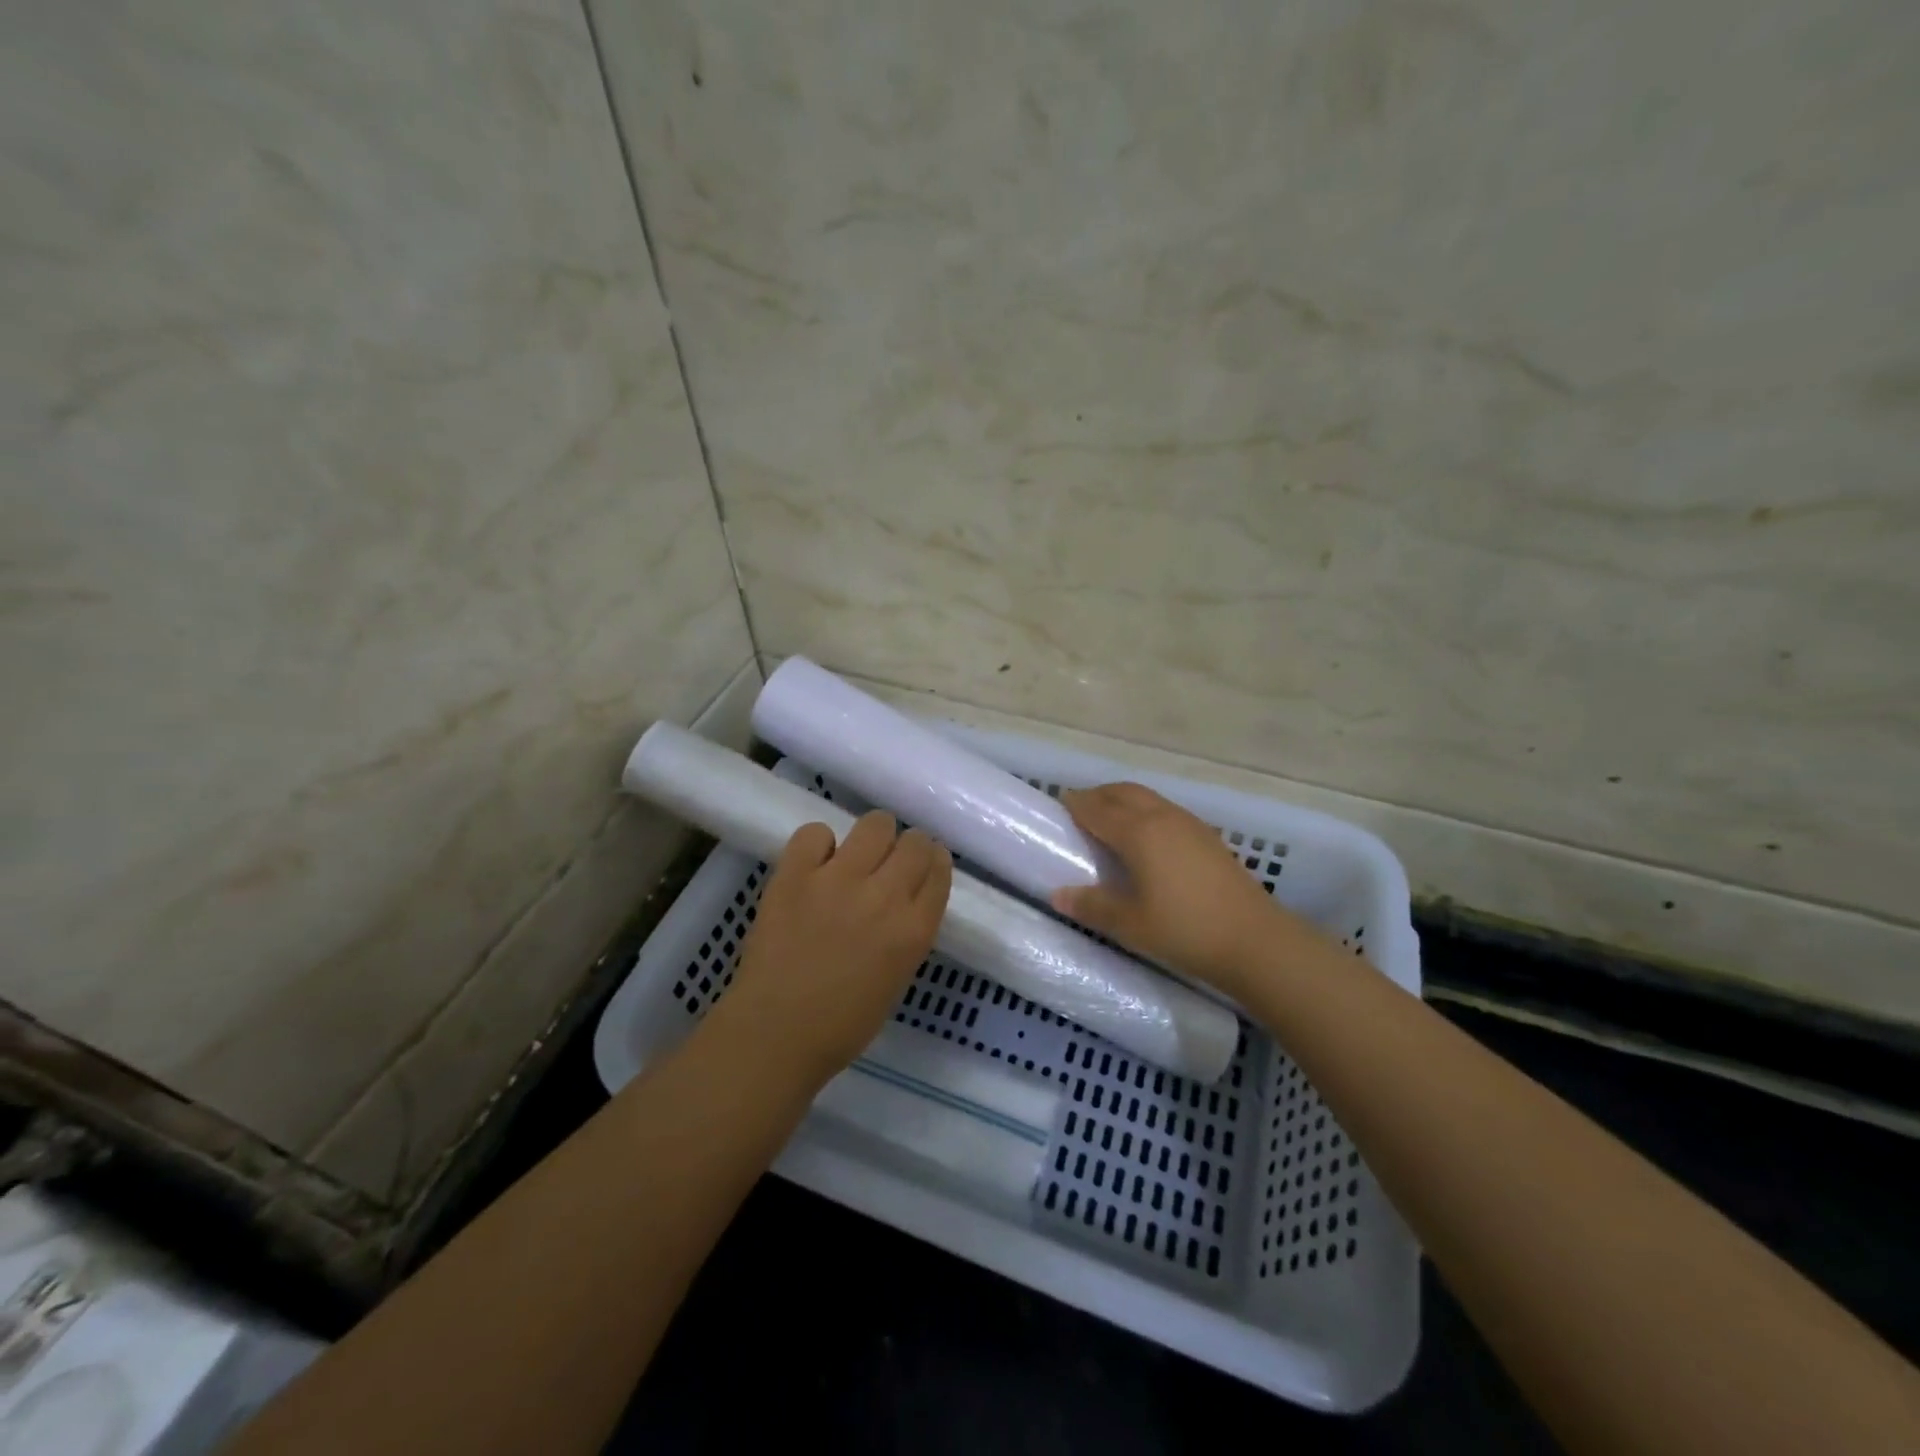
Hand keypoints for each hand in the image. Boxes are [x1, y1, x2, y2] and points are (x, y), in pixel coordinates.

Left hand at [710, 811, 952, 1089]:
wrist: (774, 1034)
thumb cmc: (842, 1023)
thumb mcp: (898, 977)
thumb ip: (908, 931)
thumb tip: (904, 897)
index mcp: (914, 929)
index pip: (939, 868)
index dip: (932, 861)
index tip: (921, 865)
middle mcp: (884, 896)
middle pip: (915, 841)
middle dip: (908, 846)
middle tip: (889, 862)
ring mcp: (838, 880)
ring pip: (875, 824)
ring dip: (872, 837)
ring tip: (855, 855)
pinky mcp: (795, 873)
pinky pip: (816, 832)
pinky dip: (819, 844)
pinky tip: (815, 865)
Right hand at [1052, 783, 1295, 997]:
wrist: (1255, 940)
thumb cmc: (1185, 930)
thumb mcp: (1130, 925)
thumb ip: (1092, 906)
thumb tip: (1058, 895)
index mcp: (1138, 832)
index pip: (1097, 809)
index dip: (1076, 804)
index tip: (1059, 804)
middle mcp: (1162, 818)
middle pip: (1123, 792)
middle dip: (1098, 795)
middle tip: (1080, 809)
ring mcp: (1189, 824)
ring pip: (1147, 798)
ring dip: (1123, 800)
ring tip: (1109, 821)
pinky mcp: (1208, 837)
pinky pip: (1166, 810)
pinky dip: (1145, 811)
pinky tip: (1147, 838)